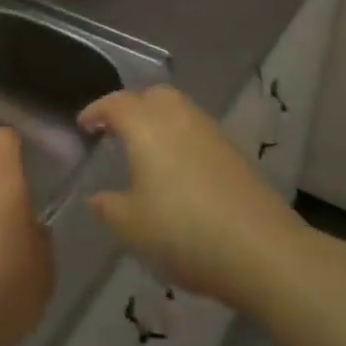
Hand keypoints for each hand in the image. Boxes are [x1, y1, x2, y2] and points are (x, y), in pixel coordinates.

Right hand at [80, 86, 299, 309]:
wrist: (261, 249)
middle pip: (151, 95)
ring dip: (158, 121)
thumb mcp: (131, 226)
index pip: (114, 104)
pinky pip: (197, 131)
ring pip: (178, 110)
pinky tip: (178, 170)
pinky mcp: (234, 151)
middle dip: (131, 107)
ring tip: (146, 151)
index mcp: (145, 126)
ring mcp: (210, 131)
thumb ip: (108, 206)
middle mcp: (178, 116)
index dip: (96, 111)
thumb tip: (96, 196)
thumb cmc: (183, 232)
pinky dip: (181, 139)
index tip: (84, 125)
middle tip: (116, 131)